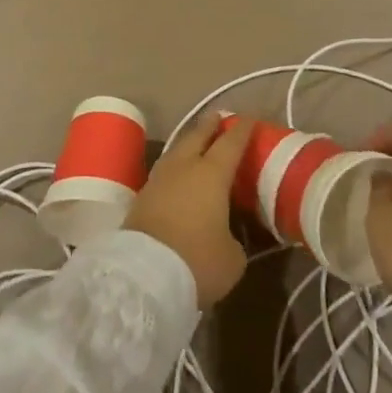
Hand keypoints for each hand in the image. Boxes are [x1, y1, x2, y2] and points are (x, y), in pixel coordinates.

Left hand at [124, 112, 251, 307]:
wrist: (144, 276)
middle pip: (197, 138)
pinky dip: (175, 166)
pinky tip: (178, 173)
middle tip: (218, 116)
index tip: (250, 119)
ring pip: (176, 152)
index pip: (231, 144)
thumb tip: (225, 235)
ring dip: (188, 143)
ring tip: (196, 141)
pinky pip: (164, 172)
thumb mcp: (232, 257)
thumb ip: (233, 238)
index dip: (242, 131)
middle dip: (209, 126)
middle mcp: (184, 168)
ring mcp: (158, 180)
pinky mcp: (141, 198)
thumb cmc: (197, 261)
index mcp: (212, 174)